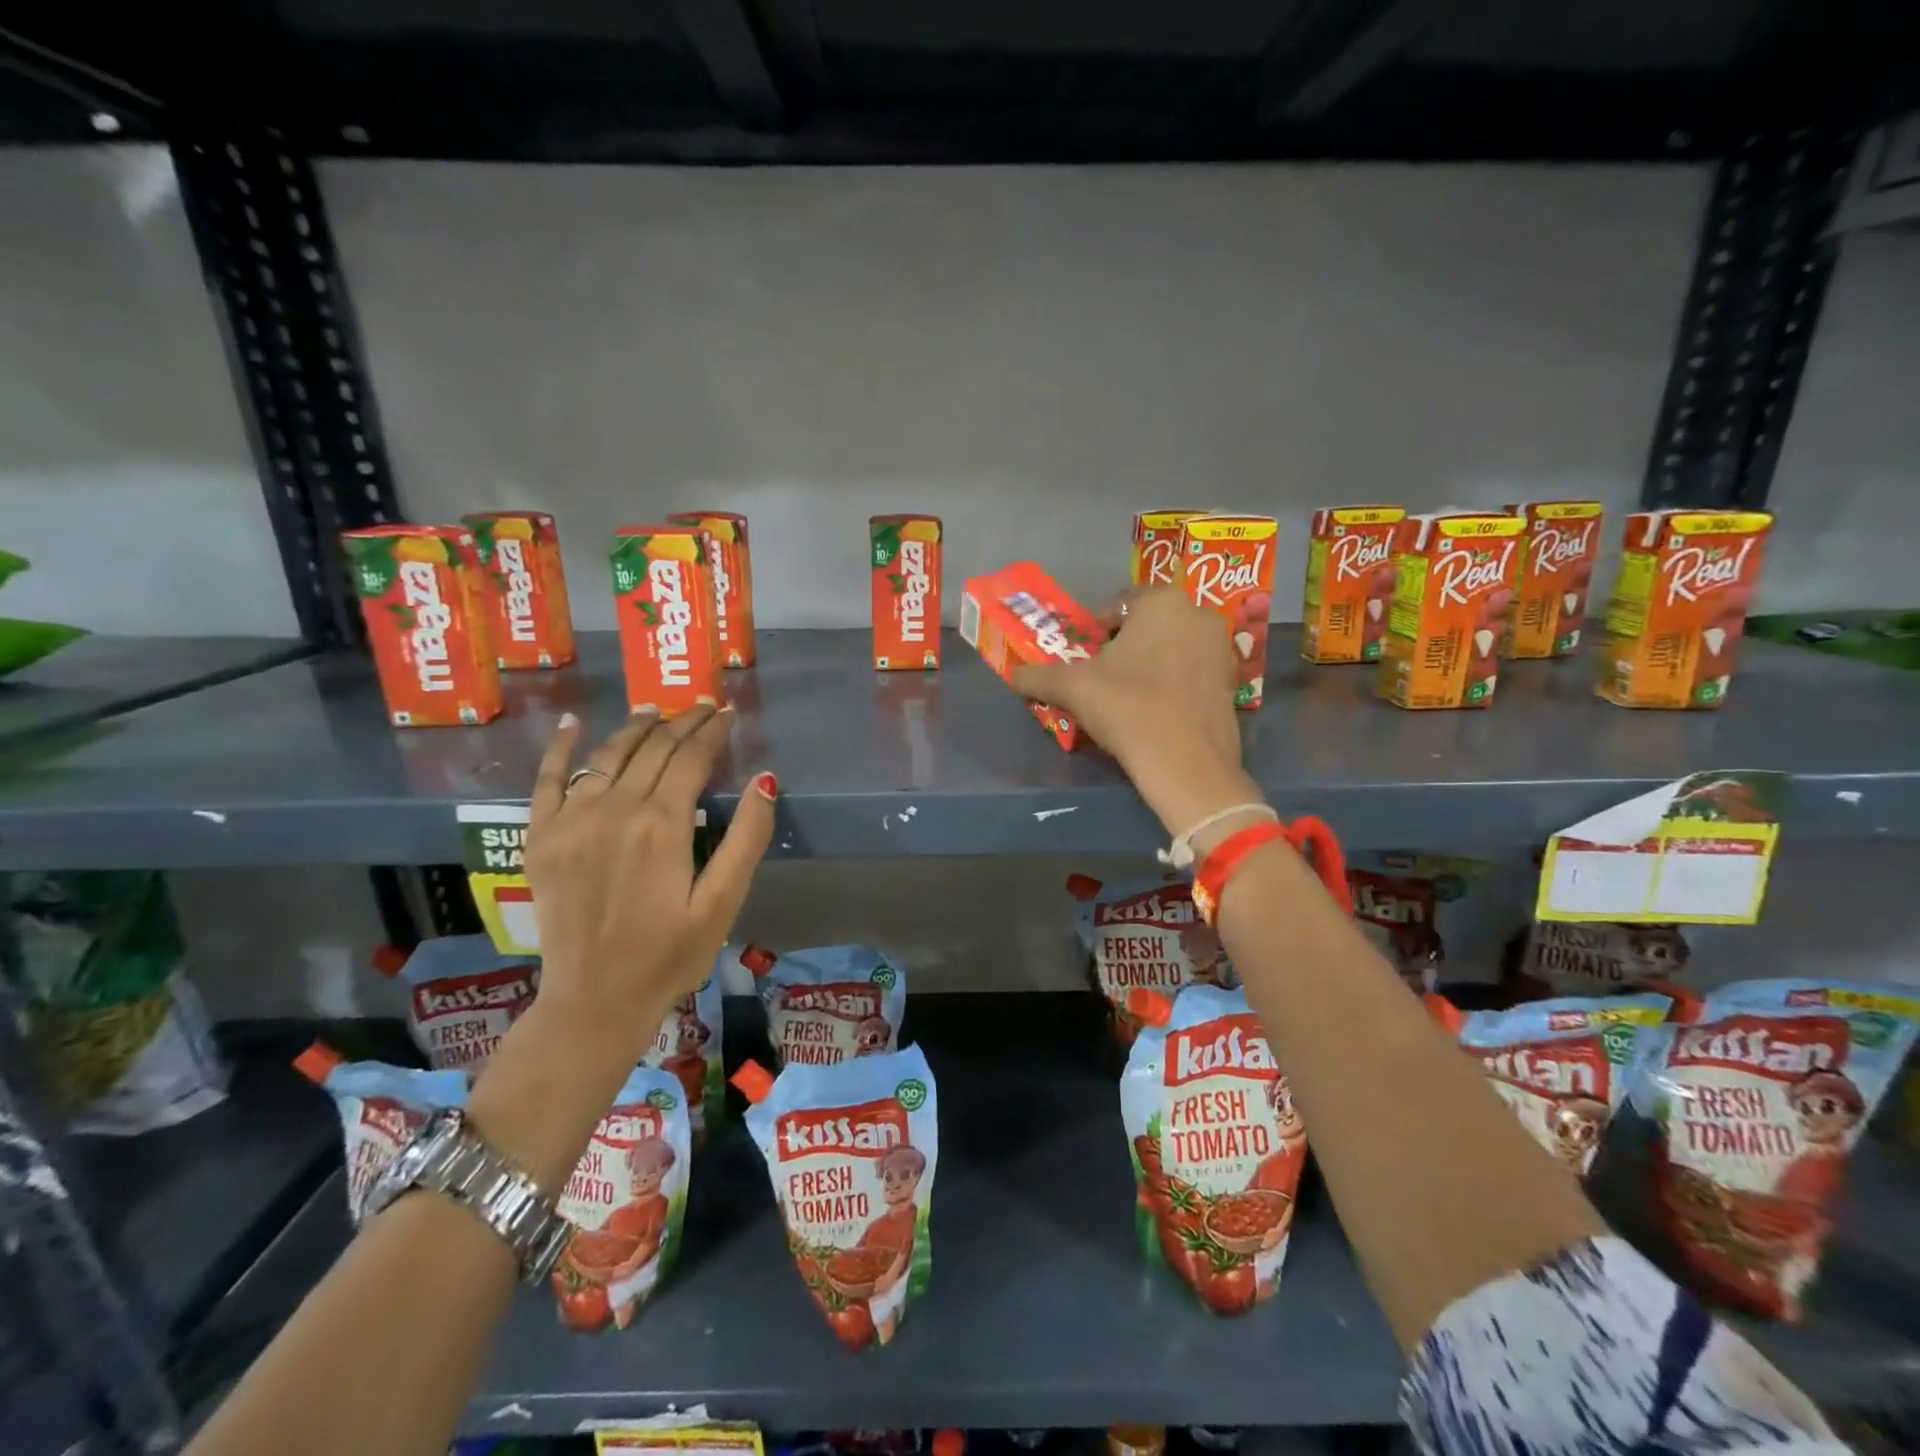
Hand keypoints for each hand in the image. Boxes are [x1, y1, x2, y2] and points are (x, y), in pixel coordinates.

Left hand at [523, 704, 775, 1063]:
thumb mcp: (723, 903)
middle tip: (703, 706)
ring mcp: (571, 821)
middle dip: (682, 722)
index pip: (691, 757)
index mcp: (662, 824)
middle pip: (653, 749)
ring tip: (655, 710)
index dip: (713, 731)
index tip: (728, 712)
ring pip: (607, 755)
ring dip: (635, 727)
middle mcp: (614, 809)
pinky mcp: (541, 838)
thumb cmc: (670, 955)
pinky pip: (547, 781)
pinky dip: (559, 749)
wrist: (594, 1001)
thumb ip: (746, 839)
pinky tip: (569, 725)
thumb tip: (766, 781)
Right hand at [1008, 588, 1258, 839]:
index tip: (1083, 658)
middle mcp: (1199, 615)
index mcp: (1162, 601)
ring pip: (1172, 648)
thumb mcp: (1072, 688)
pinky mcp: (1232, 683)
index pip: (1118, 603)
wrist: (1186, 764)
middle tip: (1101, 678)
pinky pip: (1192, 673)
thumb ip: (1038, 675)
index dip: (1095, 630)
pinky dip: (1172, 684)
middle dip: (1124, 647)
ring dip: (1149, 665)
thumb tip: (1013, 676)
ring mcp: (1222, 649)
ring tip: (1126, 698)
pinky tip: (1155, 712)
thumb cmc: (1127, 708)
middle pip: (1148, 625)